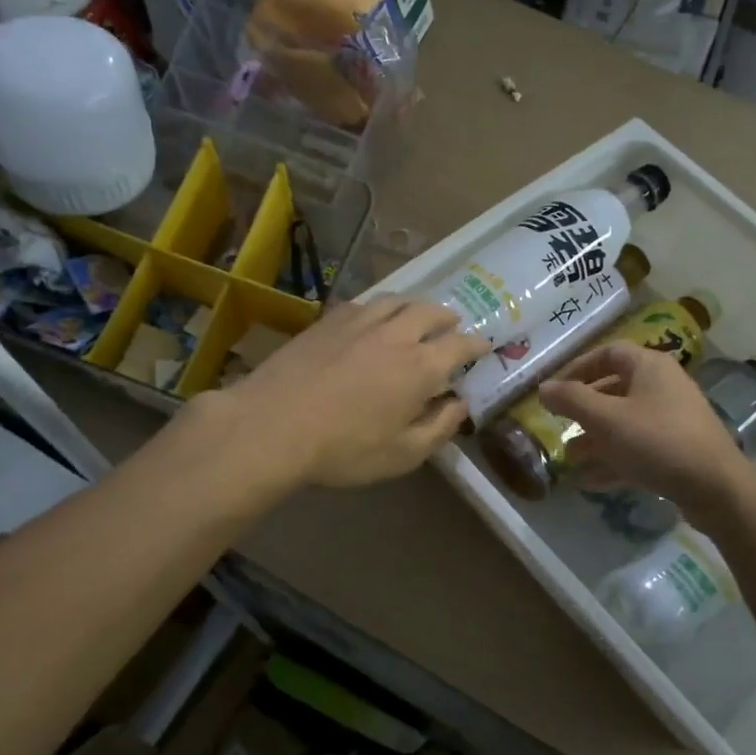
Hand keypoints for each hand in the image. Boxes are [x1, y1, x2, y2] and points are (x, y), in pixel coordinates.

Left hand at [215, 297, 488, 487]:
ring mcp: (360, 322)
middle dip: (448, 319)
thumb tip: (459, 405)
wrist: (272, 426)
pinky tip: (373, 317)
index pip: (460, 345)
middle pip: (431, 312)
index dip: (476, 345)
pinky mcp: (328, 321)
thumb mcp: (403, 455)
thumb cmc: (344, 449)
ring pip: (398, 300)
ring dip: (415, 305)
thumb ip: (439, 428)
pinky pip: (365, 303)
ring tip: (417, 315)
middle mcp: (397, 334)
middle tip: (452, 327)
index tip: (483, 347)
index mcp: (422, 367)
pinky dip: (381, 306)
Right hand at [537, 342, 752, 519]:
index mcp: (649, 367)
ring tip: (569, 457)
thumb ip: (571, 400)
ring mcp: (673, 419)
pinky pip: (639, 448)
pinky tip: (590, 481)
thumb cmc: (656, 441)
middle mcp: (663, 386)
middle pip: (615, 389)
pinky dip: (615, 460)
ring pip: (626, 422)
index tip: (555, 388)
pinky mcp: (679, 450)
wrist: (716, 487)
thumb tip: (543, 388)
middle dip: (584, 409)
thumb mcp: (606, 419)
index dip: (578, 367)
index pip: (608, 353)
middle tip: (560, 425)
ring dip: (596, 438)